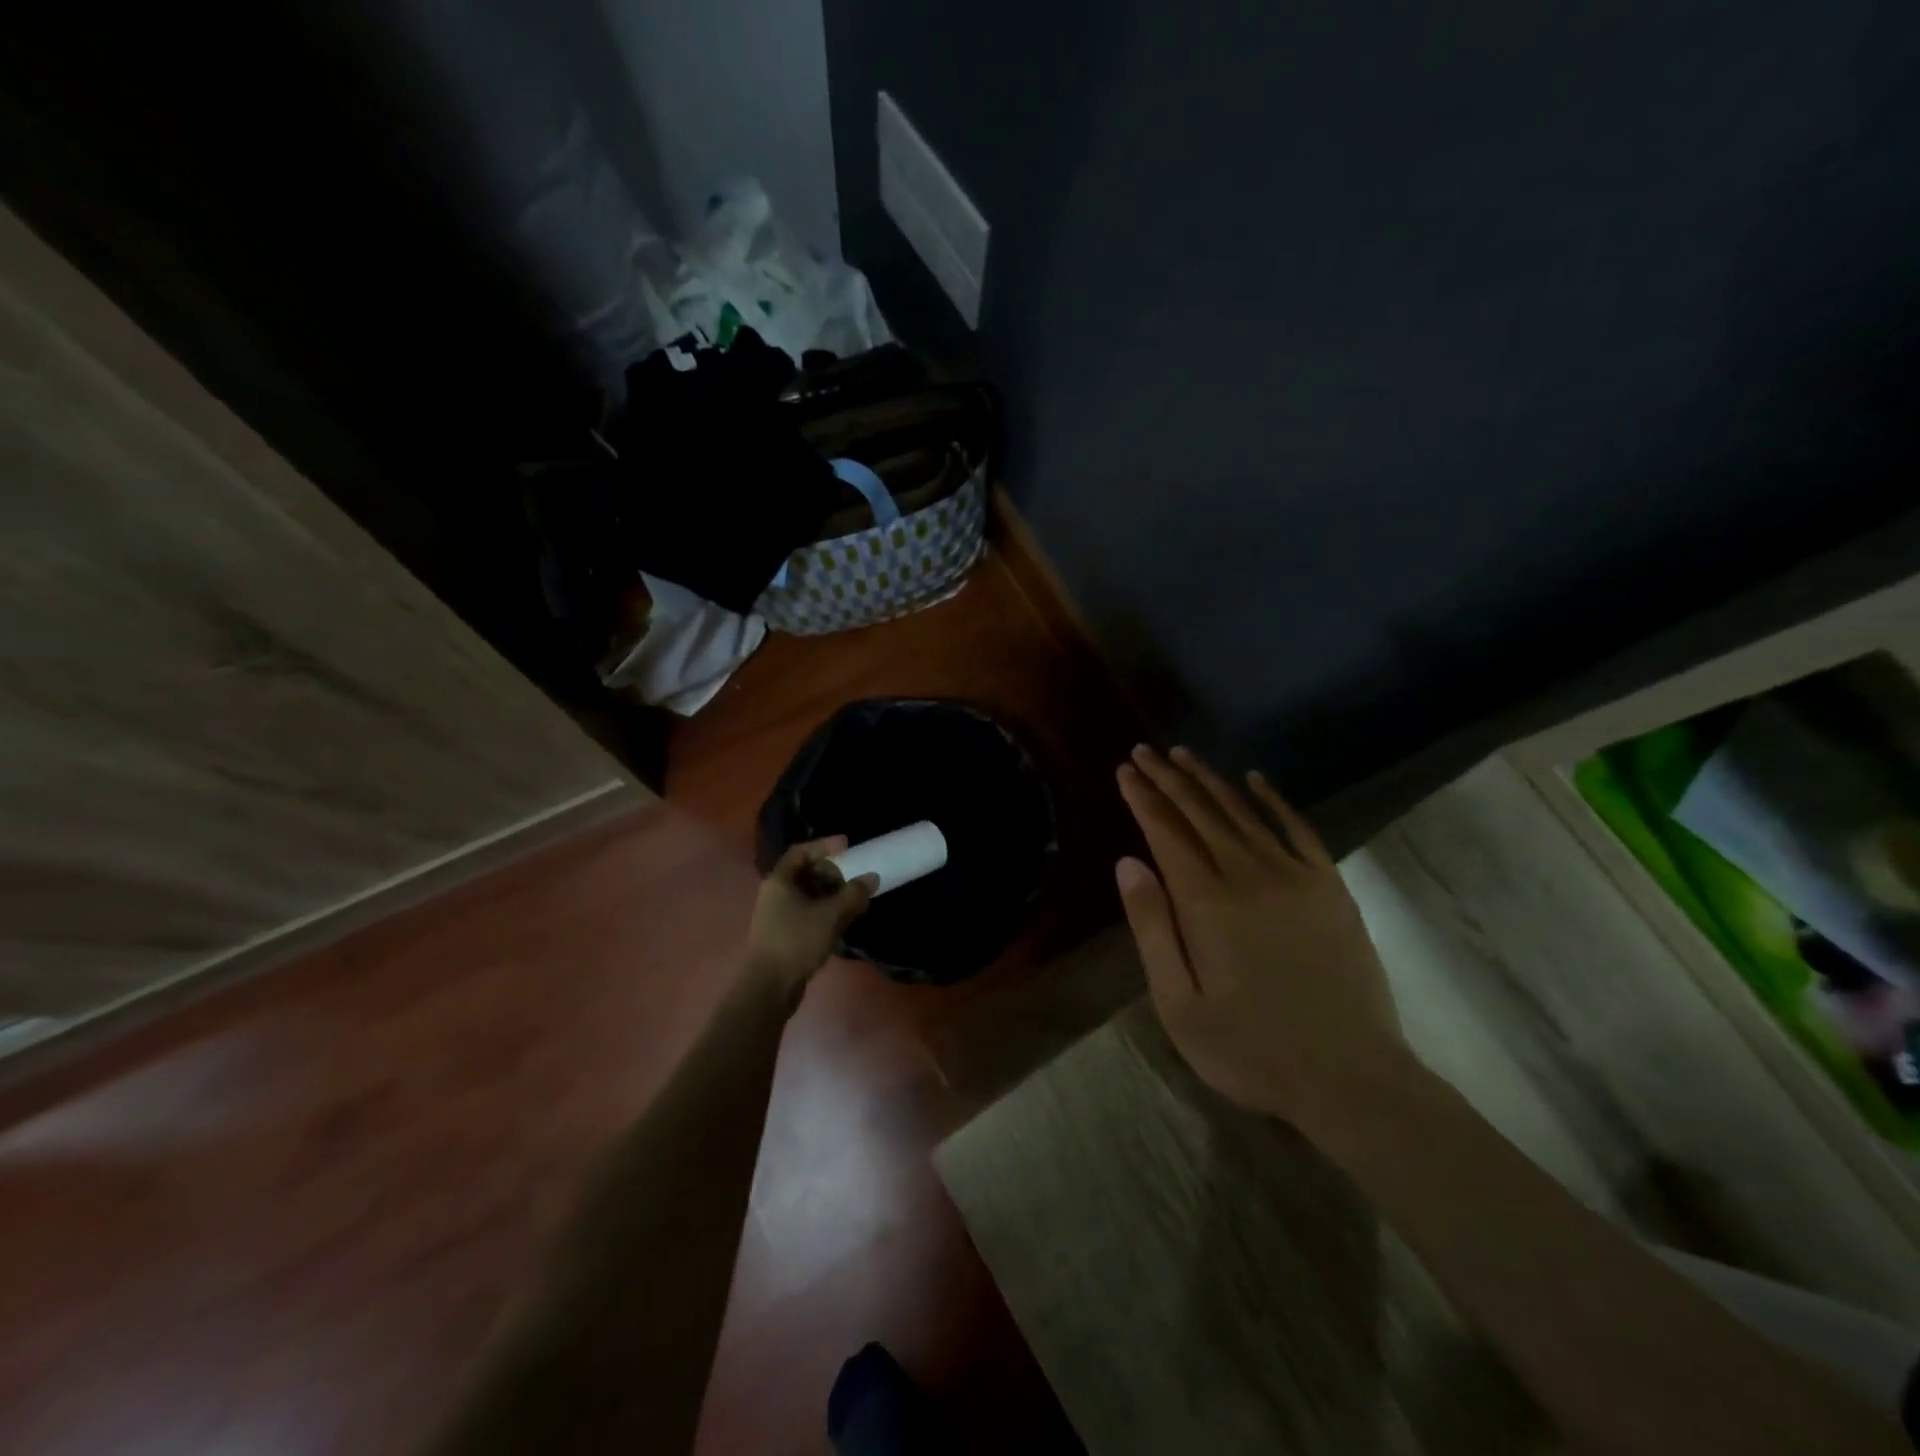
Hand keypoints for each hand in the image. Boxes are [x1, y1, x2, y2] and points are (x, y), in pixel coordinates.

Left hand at [745, 838, 878, 1006]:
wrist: (768, 988)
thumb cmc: (796, 941)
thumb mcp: (829, 915)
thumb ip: (852, 894)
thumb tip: (872, 877)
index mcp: (780, 881)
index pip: (801, 852)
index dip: (824, 846)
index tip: (847, 847)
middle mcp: (776, 894)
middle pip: (805, 873)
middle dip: (833, 874)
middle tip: (855, 879)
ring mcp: (778, 916)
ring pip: (808, 896)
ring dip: (832, 895)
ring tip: (856, 901)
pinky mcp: (784, 935)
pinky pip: (808, 913)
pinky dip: (826, 912)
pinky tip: (844, 922)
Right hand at [1115, 746, 1402, 1125]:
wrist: (1350, 1078)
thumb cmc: (1251, 1050)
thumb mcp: (1179, 1004)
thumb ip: (1152, 927)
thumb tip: (1128, 863)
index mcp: (1207, 902)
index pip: (1166, 832)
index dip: (1143, 797)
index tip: (1124, 770)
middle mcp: (1249, 874)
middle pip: (1200, 812)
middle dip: (1168, 778)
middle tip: (1144, 752)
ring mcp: (1296, 876)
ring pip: (1243, 812)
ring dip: (1209, 780)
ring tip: (1183, 755)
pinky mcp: (1330, 887)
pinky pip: (1298, 829)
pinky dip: (1274, 801)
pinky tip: (1256, 780)